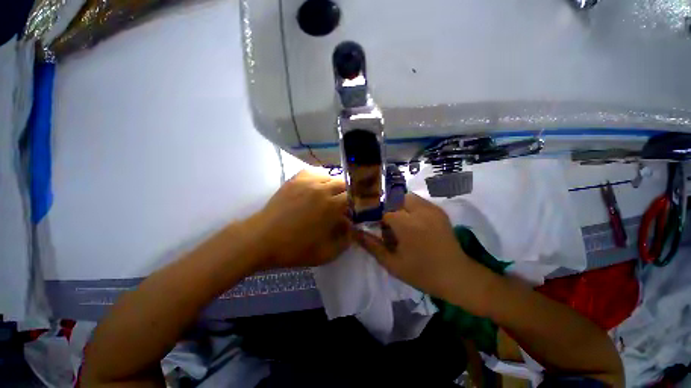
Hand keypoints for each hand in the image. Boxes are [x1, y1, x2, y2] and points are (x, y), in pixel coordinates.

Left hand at [252, 170, 351, 268]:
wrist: (262, 239)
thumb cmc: (294, 249)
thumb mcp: (326, 253)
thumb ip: (345, 240)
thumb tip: (352, 226)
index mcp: (331, 206)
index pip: (353, 197)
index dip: (357, 203)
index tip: (354, 211)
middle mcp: (322, 189)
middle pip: (344, 183)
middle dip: (348, 193)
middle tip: (343, 205)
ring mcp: (307, 181)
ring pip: (331, 175)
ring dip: (335, 185)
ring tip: (331, 196)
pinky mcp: (296, 179)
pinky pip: (315, 171)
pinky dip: (321, 177)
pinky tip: (318, 187)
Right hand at [354, 193, 472, 298]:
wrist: (457, 276)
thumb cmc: (422, 273)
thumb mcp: (392, 263)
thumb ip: (371, 245)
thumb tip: (354, 232)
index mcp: (407, 224)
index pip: (383, 210)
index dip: (376, 217)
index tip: (375, 227)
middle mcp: (419, 211)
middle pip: (394, 198)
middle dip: (387, 209)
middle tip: (388, 226)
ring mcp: (431, 208)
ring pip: (406, 197)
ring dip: (398, 206)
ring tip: (400, 224)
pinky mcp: (439, 210)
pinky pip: (418, 201)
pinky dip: (410, 207)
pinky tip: (412, 223)